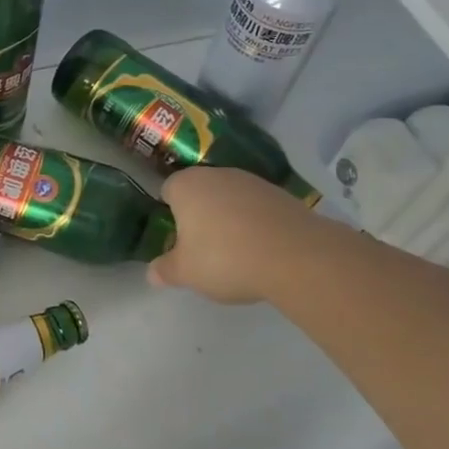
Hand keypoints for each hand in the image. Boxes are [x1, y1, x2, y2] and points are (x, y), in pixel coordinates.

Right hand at [148, 166, 300, 303]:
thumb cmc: (225, 258)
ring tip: (235, 252)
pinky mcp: (282, 195)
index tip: (175, 238)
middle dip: (199, 215)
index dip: (169, 213)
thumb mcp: (186, 273)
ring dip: (228, 219)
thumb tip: (151, 273)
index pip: (167, 190)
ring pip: (230, 199)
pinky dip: (255, 224)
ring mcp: (252, 182)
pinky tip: (260, 250)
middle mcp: (217, 175)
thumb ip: (165, 270)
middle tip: (201, 248)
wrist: (296, 256)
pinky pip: (257, 208)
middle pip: (200, 192)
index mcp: (186, 185)